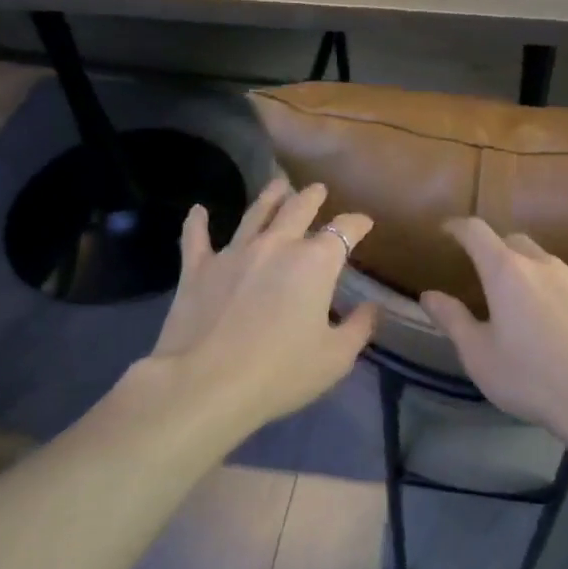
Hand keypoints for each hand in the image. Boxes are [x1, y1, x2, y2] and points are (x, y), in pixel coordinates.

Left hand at [146, 179, 377, 433]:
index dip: (358, 223)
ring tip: (278, 184)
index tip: (365, 222)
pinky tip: (198, 211)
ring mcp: (233, 253)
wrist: (206, 384)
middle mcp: (276, 246)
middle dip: (312, 196)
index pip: (344, 230)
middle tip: (318, 189)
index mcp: (315, 263)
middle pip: (298, 208)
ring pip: (255, 213)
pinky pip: (196, 238)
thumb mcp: (336, 357)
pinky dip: (197, 222)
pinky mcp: (197, 270)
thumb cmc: (281, 372)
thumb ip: (359, 328)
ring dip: (270, 196)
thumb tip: (371, 307)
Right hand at [419, 219, 567, 452]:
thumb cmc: (531, 378)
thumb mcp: (479, 355)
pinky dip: (555, 292)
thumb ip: (452, 320)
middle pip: (513, 241)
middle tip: (483, 274)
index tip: (446, 231)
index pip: (477, 232)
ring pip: (545, 262)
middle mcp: (543, 265)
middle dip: (494, 249)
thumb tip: (429, 295)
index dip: (458, 228)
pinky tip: (558, 324)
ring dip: (527, 272)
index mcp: (507, 272)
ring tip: (522, 304)